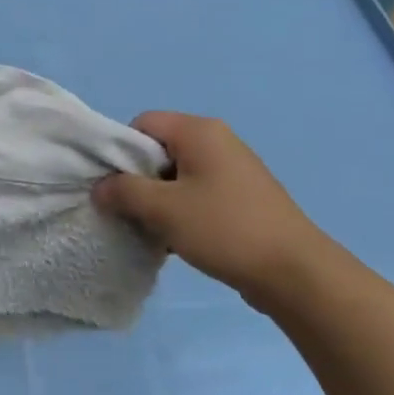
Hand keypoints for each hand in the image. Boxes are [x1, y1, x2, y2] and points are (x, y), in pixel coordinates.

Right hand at [92, 112, 323, 307]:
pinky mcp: (242, 196)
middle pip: (159, 149)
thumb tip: (100, 187)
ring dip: (159, 201)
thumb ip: (123, 192)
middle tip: (129, 212)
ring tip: (152, 231)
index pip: (143, 123)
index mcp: (199, 131)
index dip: (121, 151)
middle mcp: (218, 141)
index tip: (115, 187)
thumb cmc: (223, 229)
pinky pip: (198, 193)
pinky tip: (177, 241)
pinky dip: (181, 212)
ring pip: (177, 175)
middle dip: (138, 180)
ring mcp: (233, 169)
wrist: (293, 271)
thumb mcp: (163, 209)